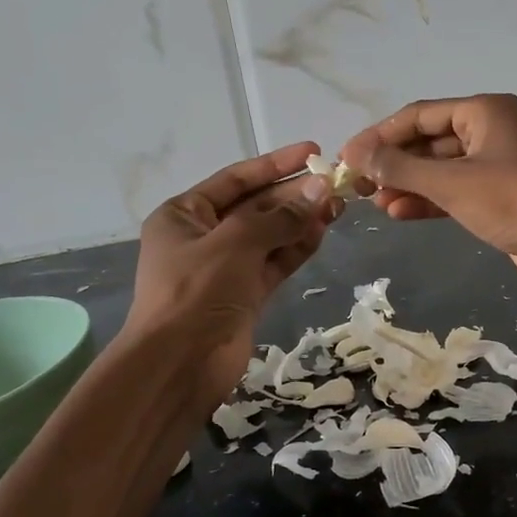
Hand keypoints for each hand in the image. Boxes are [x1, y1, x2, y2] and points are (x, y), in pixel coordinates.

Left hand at [123, 141, 340, 412]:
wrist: (179, 365)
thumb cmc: (196, 292)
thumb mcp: (235, 244)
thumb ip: (280, 216)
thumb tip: (321, 189)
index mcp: (185, 214)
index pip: (236, 179)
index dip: (275, 164)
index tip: (312, 151)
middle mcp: (204, 236)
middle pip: (256, 206)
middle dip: (293, 195)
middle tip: (335, 184)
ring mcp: (226, 267)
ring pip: (270, 236)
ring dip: (301, 221)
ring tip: (337, 207)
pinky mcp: (246, 294)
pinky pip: (275, 262)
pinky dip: (297, 248)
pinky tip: (322, 233)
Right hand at [339, 94, 516, 300]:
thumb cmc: (513, 203)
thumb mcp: (452, 183)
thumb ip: (401, 168)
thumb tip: (358, 155)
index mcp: (485, 111)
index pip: (419, 115)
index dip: (380, 135)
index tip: (347, 157)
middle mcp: (491, 130)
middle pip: (429, 141)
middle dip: (393, 162)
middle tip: (358, 185)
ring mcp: (497, 165)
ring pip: (440, 169)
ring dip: (408, 184)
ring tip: (375, 203)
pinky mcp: (500, 197)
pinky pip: (455, 191)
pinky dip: (428, 200)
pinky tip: (399, 213)